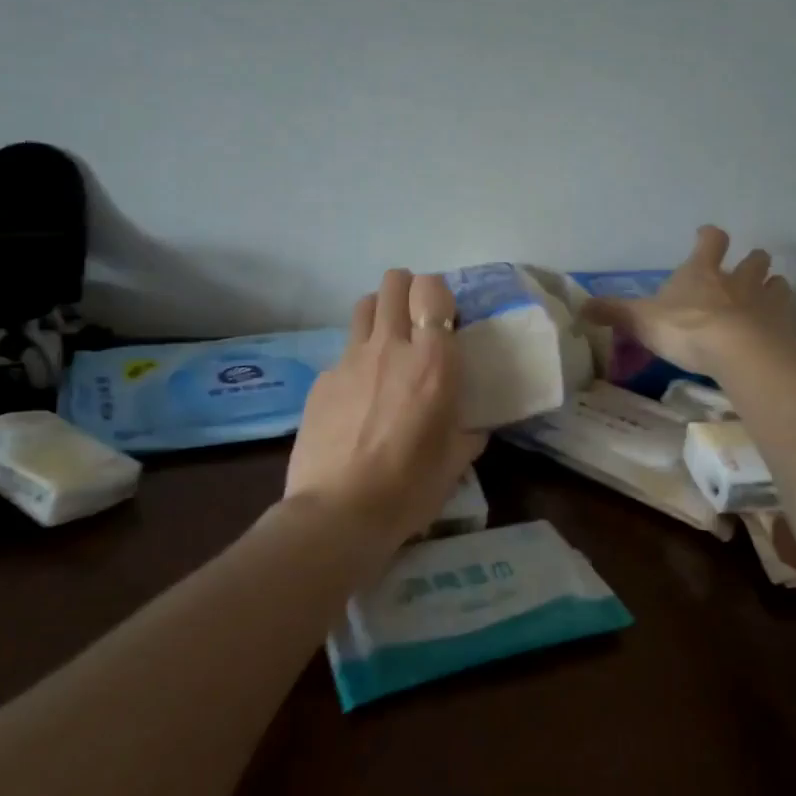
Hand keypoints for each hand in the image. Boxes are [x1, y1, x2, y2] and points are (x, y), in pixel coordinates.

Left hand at [284, 269, 486, 543]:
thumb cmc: (409, 488)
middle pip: (394, 283)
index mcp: (433, 361)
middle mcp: (391, 347)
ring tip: (387, 343)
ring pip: (364, 306)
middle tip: (416, 319)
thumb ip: (468, 433)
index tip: (444, 317)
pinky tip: (358, 396)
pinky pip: (343, 352)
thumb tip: (473, 427)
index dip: (438, 293)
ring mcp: (350, 360)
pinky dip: (356, 361)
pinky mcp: (322, 379)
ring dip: (380, 313)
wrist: (339, 512)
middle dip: (407, 289)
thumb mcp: (455, 462)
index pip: (432, 289)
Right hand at [579, 225, 795, 376]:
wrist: (737, 352)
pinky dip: (783, 320)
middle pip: (754, 259)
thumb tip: (580, 307)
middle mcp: (737, 280)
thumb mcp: (641, 320)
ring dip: (773, 287)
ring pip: (776, 284)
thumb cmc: (686, 328)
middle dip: (752, 261)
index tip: (706, 235)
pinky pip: (788, 317)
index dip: (709, 237)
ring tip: (768, 296)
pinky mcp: (783, 328)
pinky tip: (778, 331)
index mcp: (702, 272)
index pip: (711, 241)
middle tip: (748, 268)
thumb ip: (613, 312)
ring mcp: (765, 302)